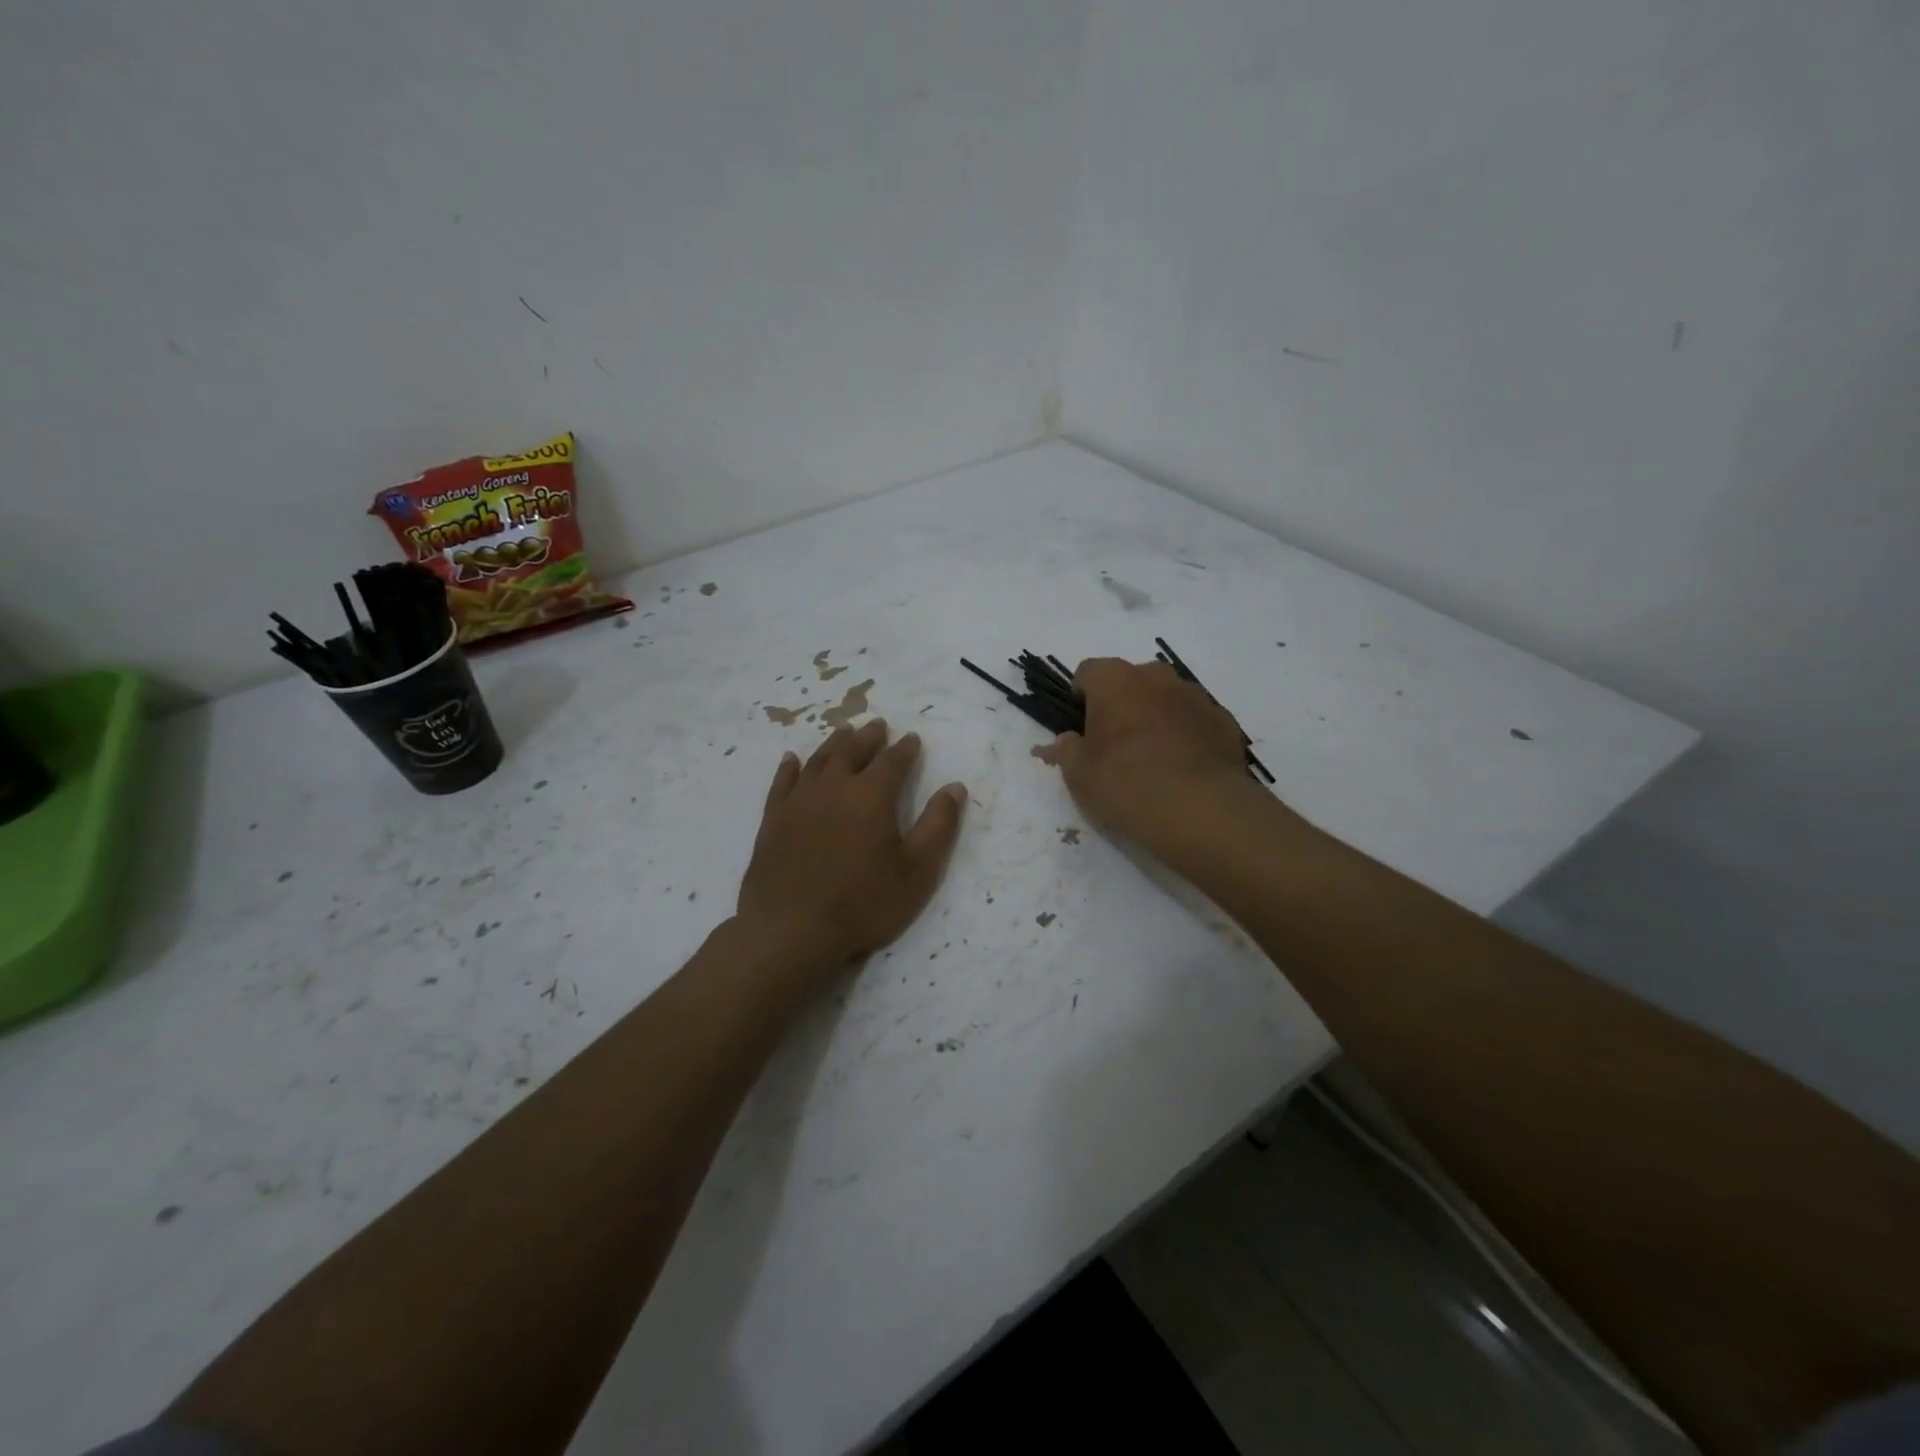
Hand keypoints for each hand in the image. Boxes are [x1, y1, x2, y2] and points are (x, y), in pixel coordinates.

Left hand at [737, 719, 966, 992]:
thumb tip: (955, 787)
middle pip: (853, 750)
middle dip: (869, 737)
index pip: (893, 761)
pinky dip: (790, 767)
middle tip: (878, 725)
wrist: (791, 929)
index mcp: (872, 795)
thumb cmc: (863, 903)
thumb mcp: (917, 870)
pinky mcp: (773, 819)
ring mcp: (799, 800)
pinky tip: (792, 759)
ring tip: (844, 731)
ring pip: (819, 760)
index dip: (905, 749)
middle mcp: (834, 787)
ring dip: (834, 743)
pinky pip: (783, 782)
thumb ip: (938, 825)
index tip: (912, 738)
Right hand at [1035, 658, 1259, 849]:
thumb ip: (1067, 751)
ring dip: (1155, 718)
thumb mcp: (1079, 776)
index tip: (1082, 728)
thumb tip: (1068, 739)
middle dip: (1121, 705)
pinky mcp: (1223, 720)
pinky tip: (1183, 769)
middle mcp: (1155, 676)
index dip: (1081, 698)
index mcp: (1114, 680)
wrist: (1202, 810)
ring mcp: (1194, 695)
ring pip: (1164, 699)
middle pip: (1130, 681)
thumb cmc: (1127, 785)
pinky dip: (1186, 735)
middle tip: (1115, 746)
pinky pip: (1194, 720)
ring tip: (1153, 760)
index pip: (1087, 672)